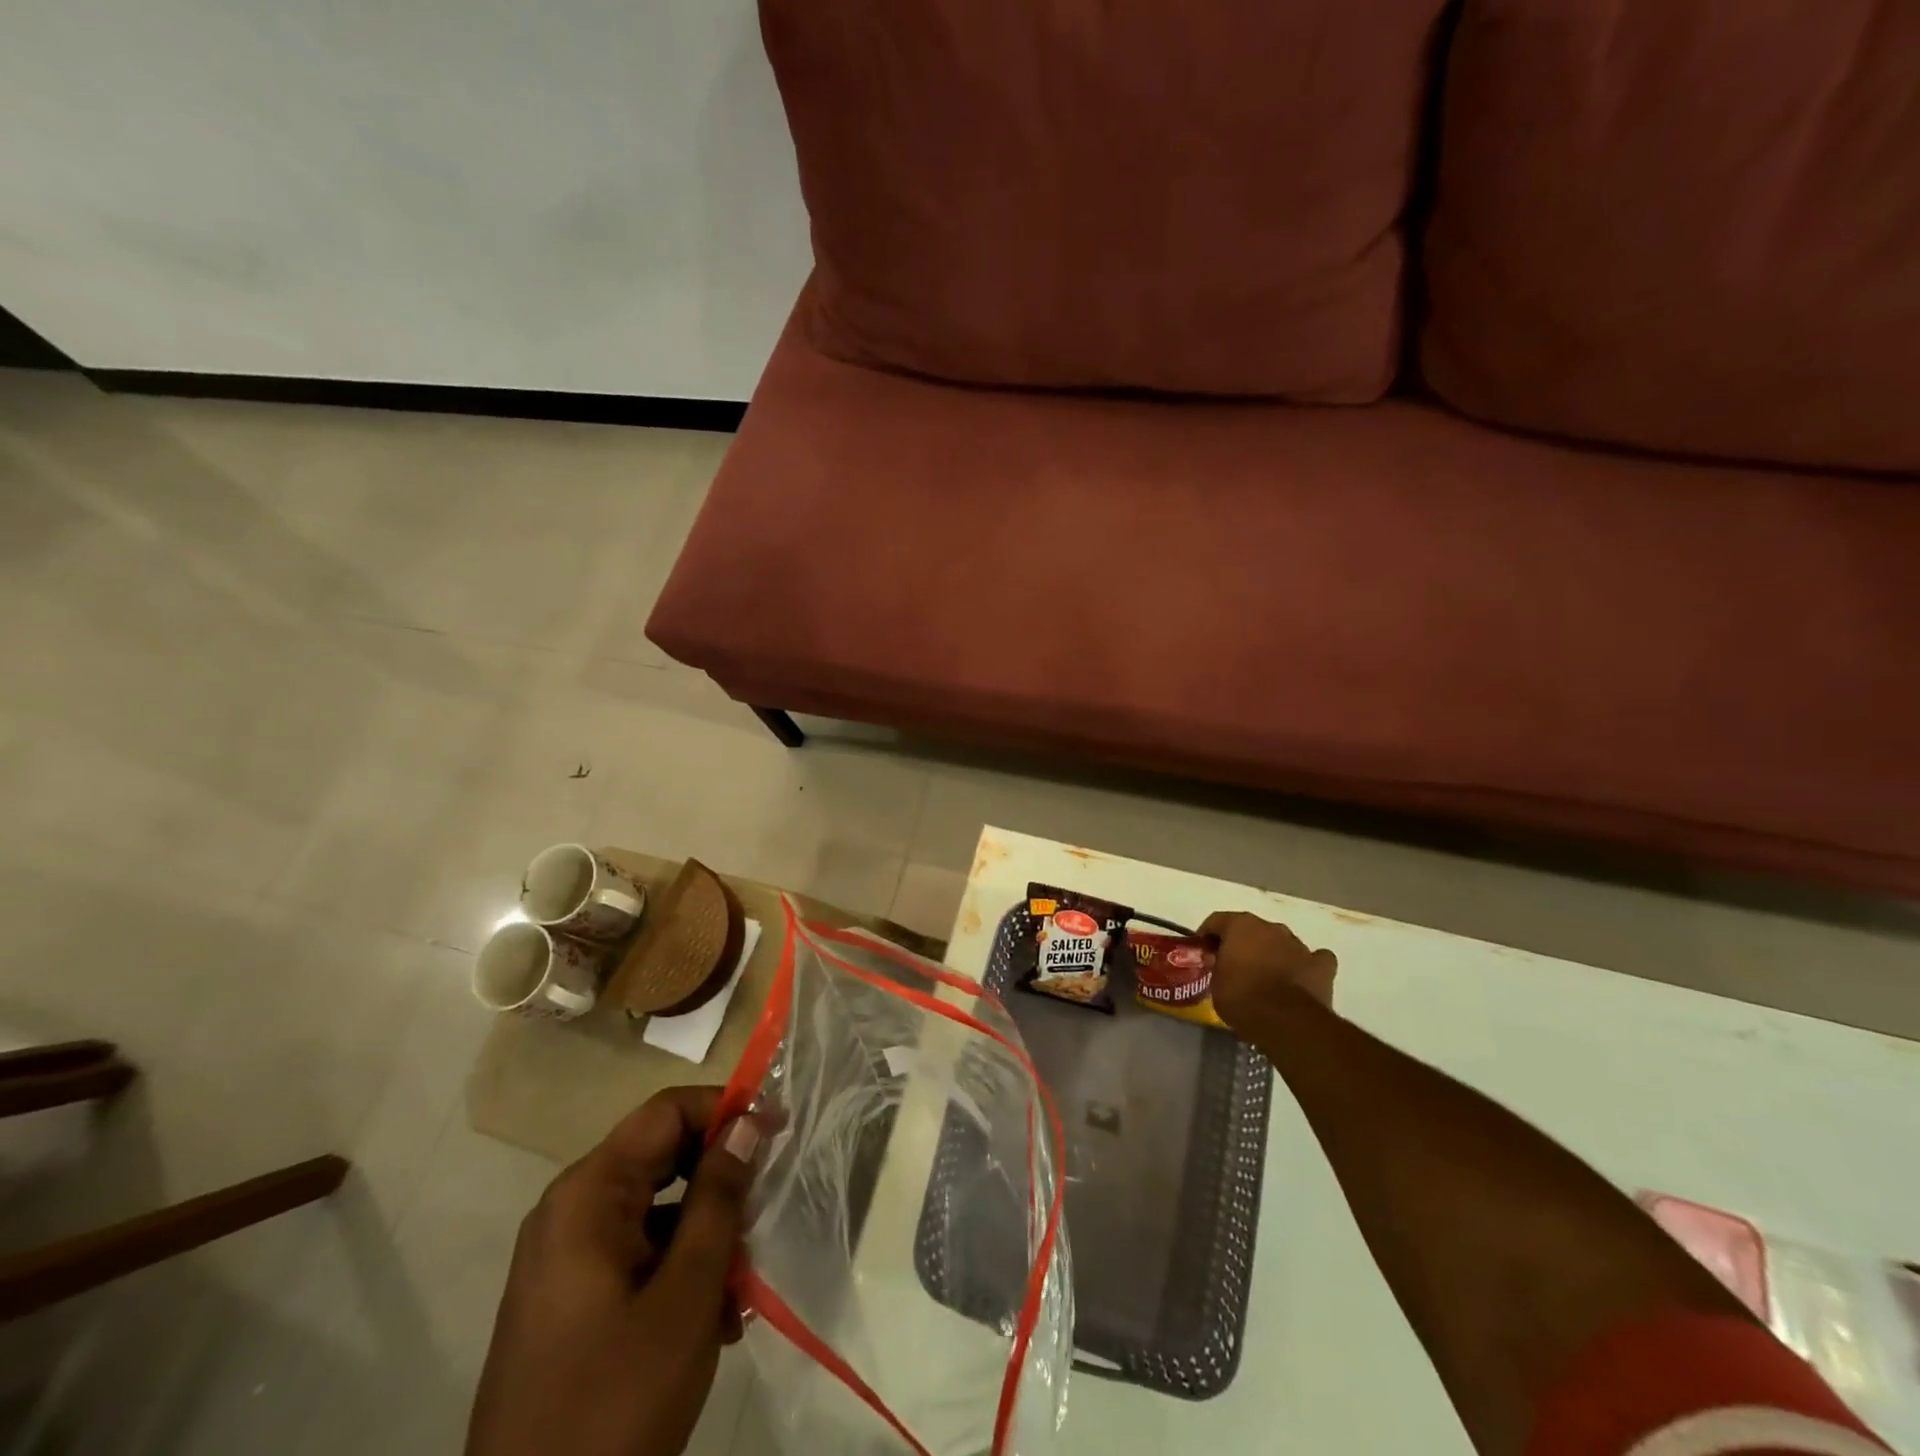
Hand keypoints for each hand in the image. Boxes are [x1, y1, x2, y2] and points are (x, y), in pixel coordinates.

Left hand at [466, 1086, 761, 1455]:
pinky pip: (636, 1250)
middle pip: (660, 1155)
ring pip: (655, 1207)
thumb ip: (719, 1197)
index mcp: (588, 1194)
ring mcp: (563, 1256)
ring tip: (744, 1280)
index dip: (726, 1108)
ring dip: (706, 1229)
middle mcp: (569, 1209)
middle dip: (720, 1176)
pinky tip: (714, 1316)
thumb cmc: (615, 1401)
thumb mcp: (687, 1292)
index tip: (778, 1129)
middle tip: (766, 1206)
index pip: (667, 1111)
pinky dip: (679, 1264)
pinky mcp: (568, 1296)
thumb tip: (747, 1123)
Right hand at [1199, 910, 1338, 1027]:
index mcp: (1241, 925)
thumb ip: (1218, 967)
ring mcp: (1299, 945)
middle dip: (1243, 944)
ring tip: (1266, 978)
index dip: (1208, 936)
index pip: (1217, 921)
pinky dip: (1307, 966)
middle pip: (1252, 930)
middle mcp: (1271, 928)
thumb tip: (1222, 965)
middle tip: (1234, 966)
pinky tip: (1300, 978)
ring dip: (1273, 954)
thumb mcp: (1215, 983)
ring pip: (1282, 943)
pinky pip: (1314, 959)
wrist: (1286, 1022)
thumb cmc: (1242, 998)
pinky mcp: (1322, 967)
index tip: (1203, 952)